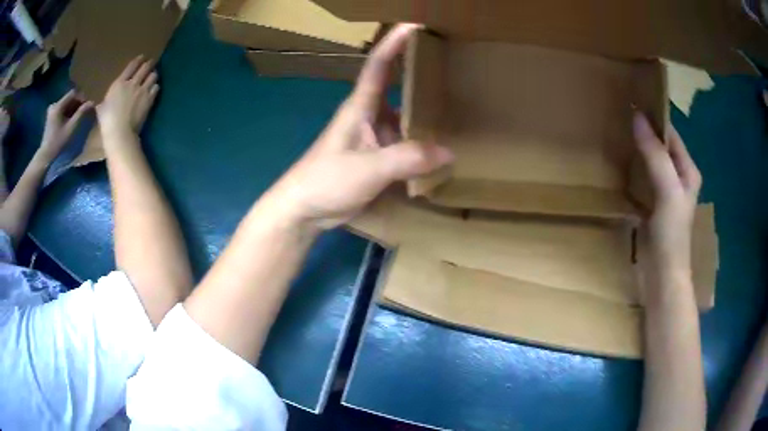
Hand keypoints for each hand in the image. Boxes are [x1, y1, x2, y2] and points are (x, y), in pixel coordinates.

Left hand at [39, 89, 92, 158]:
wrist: (45, 158)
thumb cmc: (58, 143)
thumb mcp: (71, 128)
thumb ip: (81, 114)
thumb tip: (92, 103)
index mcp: (58, 105)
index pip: (73, 94)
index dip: (82, 98)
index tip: (87, 108)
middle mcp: (54, 105)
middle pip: (69, 99)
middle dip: (77, 105)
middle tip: (83, 114)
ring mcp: (51, 112)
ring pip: (66, 105)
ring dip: (73, 110)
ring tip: (77, 119)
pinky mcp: (50, 118)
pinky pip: (62, 111)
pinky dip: (67, 114)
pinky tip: (69, 122)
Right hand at [97, 55, 158, 135]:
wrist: (120, 131)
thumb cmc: (107, 121)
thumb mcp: (100, 109)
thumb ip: (102, 103)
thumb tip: (95, 105)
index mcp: (119, 83)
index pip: (131, 66)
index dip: (138, 60)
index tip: (142, 57)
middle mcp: (132, 83)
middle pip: (144, 68)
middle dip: (148, 64)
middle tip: (151, 62)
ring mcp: (142, 90)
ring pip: (152, 75)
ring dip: (153, 74)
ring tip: (153, 75)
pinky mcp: (149, 99)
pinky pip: (156, 88)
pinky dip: (155, 86)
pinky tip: (154, 88)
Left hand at [266, 24, 453, 229]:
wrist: (303, 209)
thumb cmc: (326, 180)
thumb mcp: (367, 169)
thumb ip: (407, 159)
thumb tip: (449, 152)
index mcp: (360, 106)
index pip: (379, 64)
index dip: (395, 42)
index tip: (416, 24)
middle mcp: (369, 115)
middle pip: (398, 87)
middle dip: (421, 75)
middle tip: (452, 66)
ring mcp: (373, 137)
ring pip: (404, 118)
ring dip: (425, 114)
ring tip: (458, 109)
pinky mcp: (376, 158)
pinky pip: (404, 144)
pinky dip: (421, 145)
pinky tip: (441, 150)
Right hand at [634, 113, 701, 279]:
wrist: (662, 275)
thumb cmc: (672, 233)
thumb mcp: (668, 190)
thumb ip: (656, 155)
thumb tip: (637, 117)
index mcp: (687, 169)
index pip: (671, 134)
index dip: (655, 117)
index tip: (632, 101)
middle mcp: (677, 176)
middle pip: (661, 145)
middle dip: (644, 130)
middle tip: (620, 114)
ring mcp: (664, 190)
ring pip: (650, 159)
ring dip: (637, 147)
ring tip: (617, 131)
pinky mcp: (652, 203)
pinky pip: (642, 175)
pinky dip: (632, 166)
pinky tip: (619, 160)